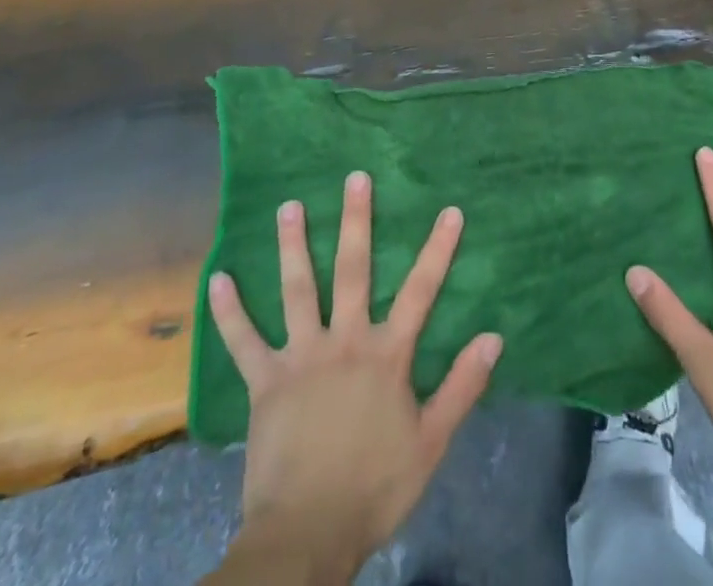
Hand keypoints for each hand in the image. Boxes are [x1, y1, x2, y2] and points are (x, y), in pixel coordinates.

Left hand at [206, 172, 502, 581]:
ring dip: (292, 246)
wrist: (308, 535)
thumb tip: (494, 337)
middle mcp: (344, 341)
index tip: (449, 210)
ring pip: (297, 290)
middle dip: (356, 221)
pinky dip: (230, 311)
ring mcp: (301, 357)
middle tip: (355, 178)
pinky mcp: (265, 382)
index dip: (437, 249)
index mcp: (386, 355)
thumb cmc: (375, 487)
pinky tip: (218, 279)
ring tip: (288, 206)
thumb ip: (462, 386)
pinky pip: (243, 341)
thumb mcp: (432, 442)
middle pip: (353, 271)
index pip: (421, 291)